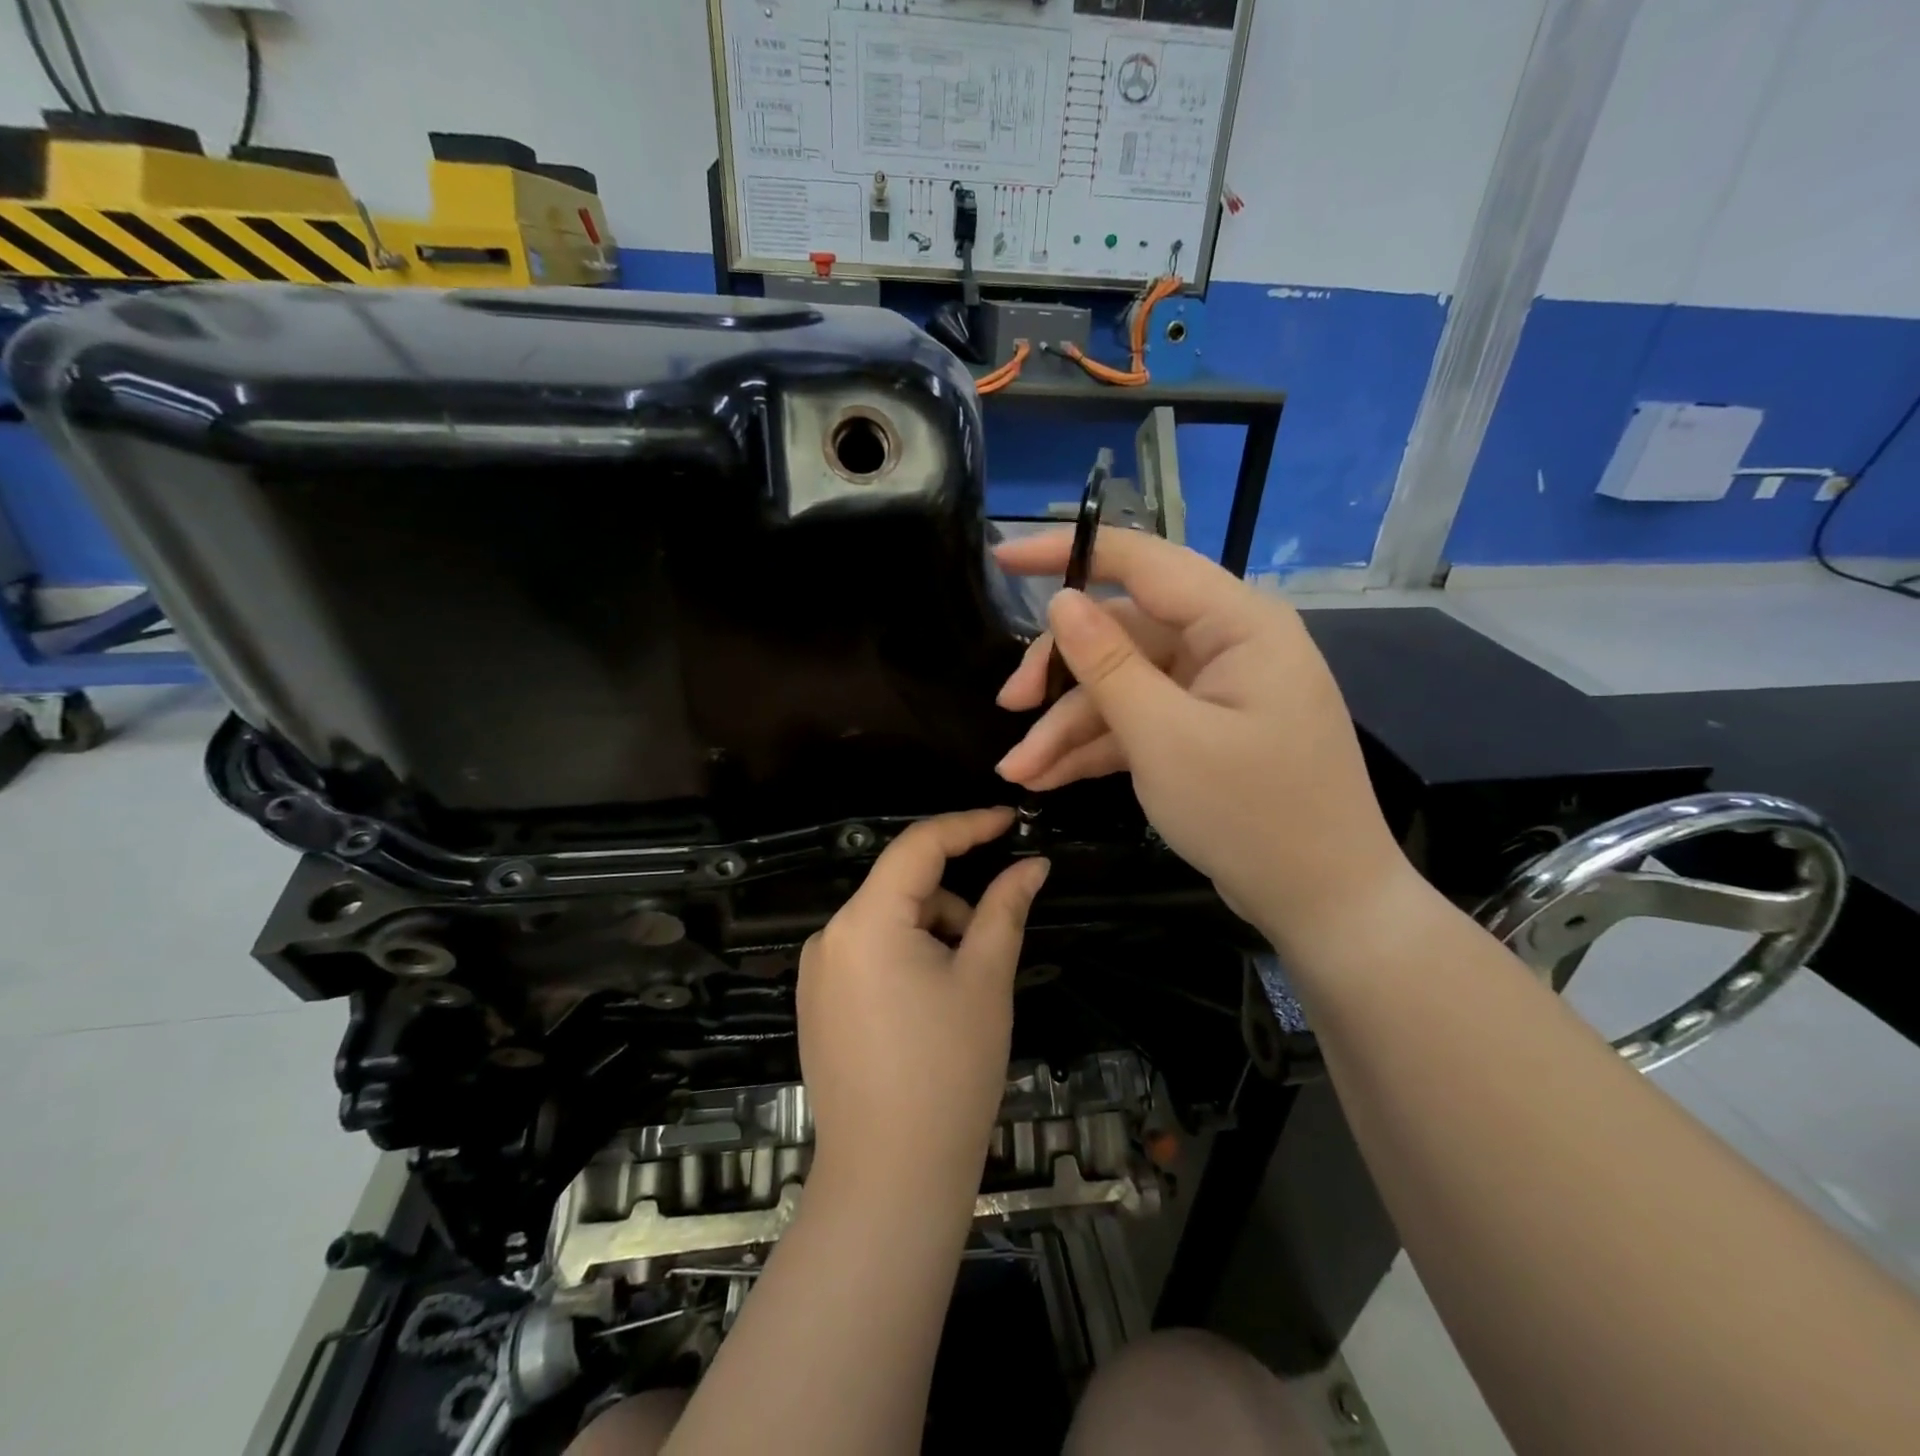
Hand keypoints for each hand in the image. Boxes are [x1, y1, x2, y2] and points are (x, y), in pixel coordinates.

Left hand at [798, 808, 1048, 1195]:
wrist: (889, 1178)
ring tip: (961, 995)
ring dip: (932, 935)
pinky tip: (928, 1012)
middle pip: (902, 888)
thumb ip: (1005, 909)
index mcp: (866, 920)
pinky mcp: (817, 1004)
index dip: (968, 826)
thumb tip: (1032, 864)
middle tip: (991, 946)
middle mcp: (829, 936)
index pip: (919, 846)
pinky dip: (906, 958)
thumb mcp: (985, 979)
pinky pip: (868, 955)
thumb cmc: (948, 1071)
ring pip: (887, 923)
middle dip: (954, 902)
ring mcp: (816, 973)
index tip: (1010, 821)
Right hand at [993, 529, 1409, 954]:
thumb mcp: (1164, 738)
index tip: (1003, 558)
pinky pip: (1140, 722)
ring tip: (1018, 771)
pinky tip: (1047, 778)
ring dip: (1068, 726)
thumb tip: (1062, 601)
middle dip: (1061, 674)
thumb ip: (1107, 665)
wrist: (1324, 903)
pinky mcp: (1204, 731)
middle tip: (1008, 706)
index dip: (1069, 554)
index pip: (1143, 563)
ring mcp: (1214, 691)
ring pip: (1123, 686)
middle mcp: (1227, 645)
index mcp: (1237, 623)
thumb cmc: (1251, 813)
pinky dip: (1096, 748)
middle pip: (1123, 634)